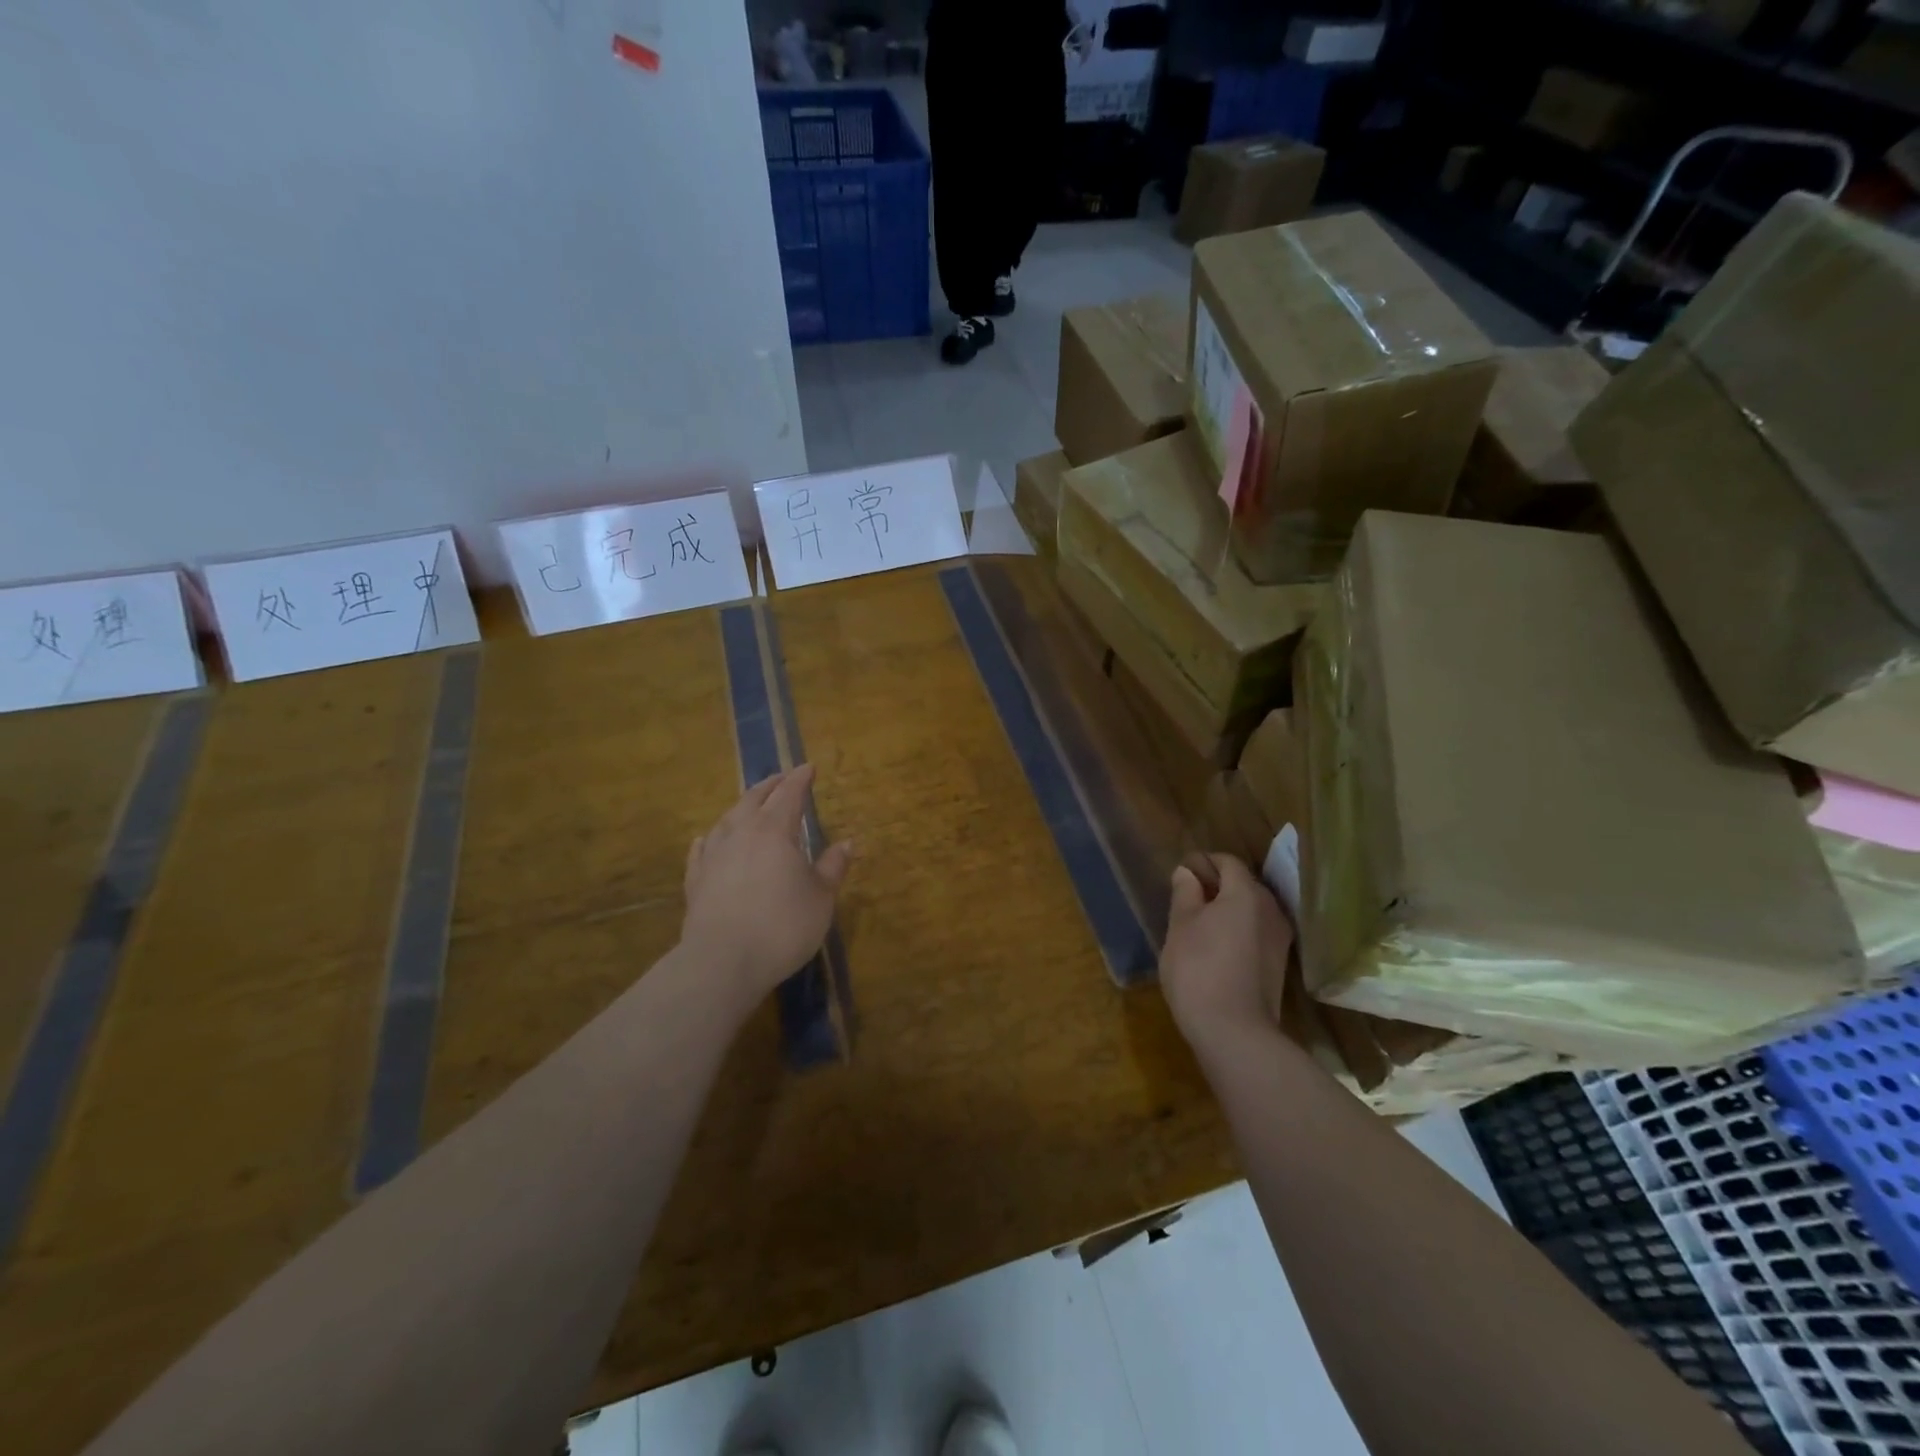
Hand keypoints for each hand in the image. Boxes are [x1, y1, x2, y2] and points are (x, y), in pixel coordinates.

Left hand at [680, 764, 853, 1006]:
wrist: (722, 962)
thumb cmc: (782, 926)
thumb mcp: (821, 898)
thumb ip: (832, 867)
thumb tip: (847, 843)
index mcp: (774, 831)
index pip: (789, 794)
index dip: (800, 779)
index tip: (809, 767)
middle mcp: (740, 834)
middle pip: (754, 799)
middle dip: (770, 786)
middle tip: (781, 779)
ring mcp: (713, 856)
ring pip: (727, 819)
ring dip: (741, 807)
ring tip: (749, 805)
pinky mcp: (695, 880)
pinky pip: (701, 849)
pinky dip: (710, 838)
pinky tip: (707, 838)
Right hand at [1159, 853, 1293, 1048]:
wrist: (1234, 1032)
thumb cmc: (1199, 969)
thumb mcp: (1181, 926)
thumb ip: (1185, 894)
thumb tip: (1187, 873)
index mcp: (1246, 894)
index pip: (1228, 862)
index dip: (1204, 862)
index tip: (1181, 871)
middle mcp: (1271, 910)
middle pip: (1244, 885)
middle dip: (1216, 884)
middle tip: (1186, 896)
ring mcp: (1279, 940)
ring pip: (1252, 911)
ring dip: (1228, 909)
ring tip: (1198, 922)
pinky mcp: (1278, 965)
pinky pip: (1256, 933)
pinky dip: (1237, 930)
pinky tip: (1215, 946)